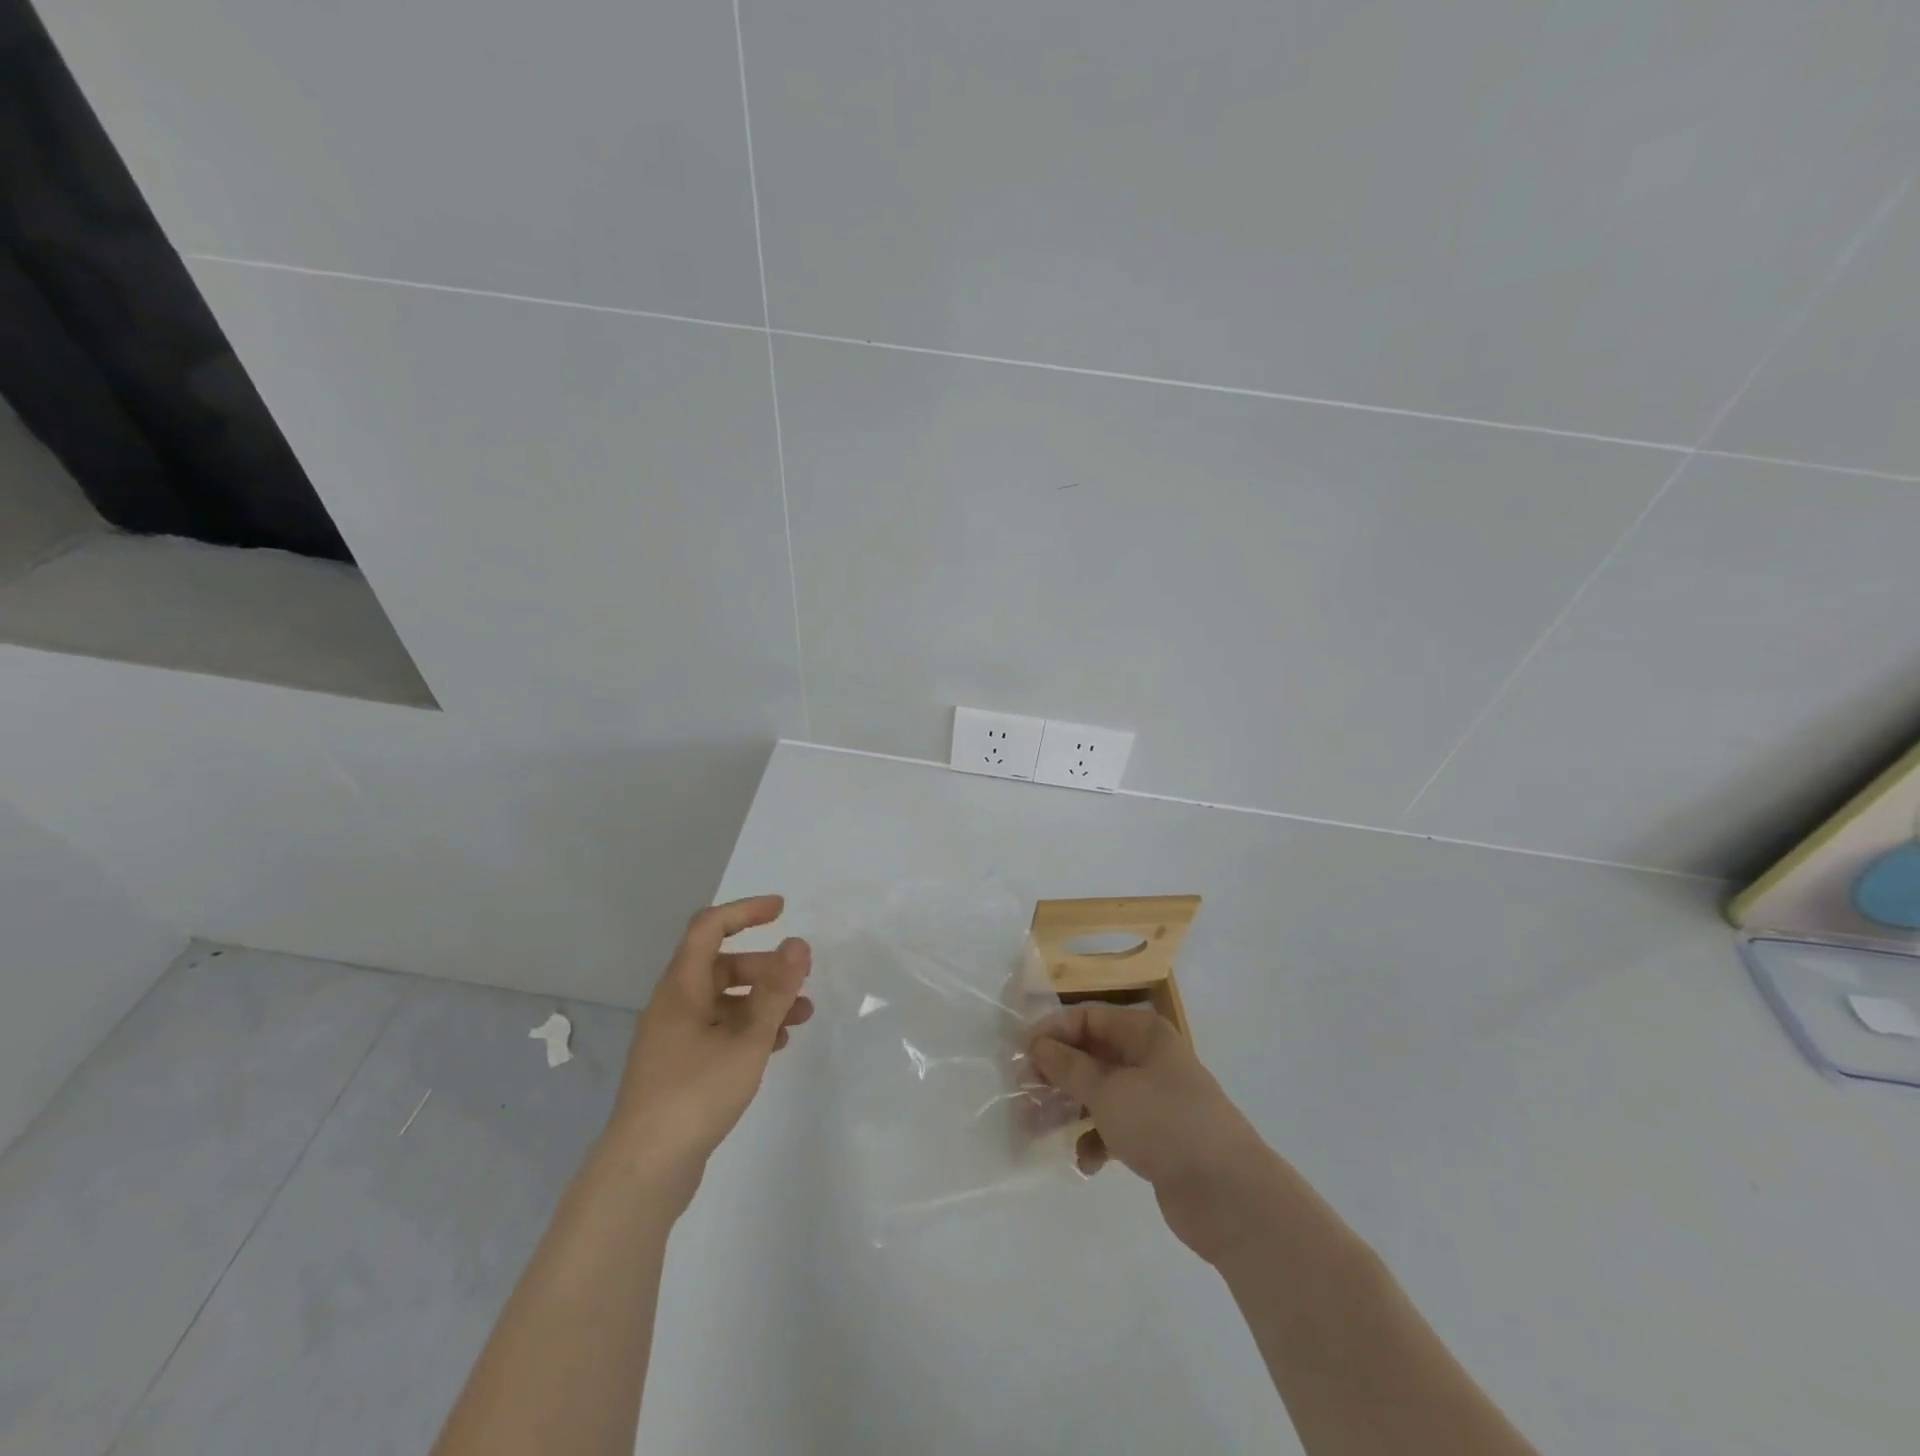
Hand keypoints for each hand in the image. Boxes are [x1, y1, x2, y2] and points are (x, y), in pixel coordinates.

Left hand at [603, 895, 813, 1210]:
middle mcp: (673, 1006)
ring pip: (722, 1001)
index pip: (709, 928)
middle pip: (720, 965)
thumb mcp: (747, 1039)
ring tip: (802, 1017)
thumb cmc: (695, 1093)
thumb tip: (798, 944)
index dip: (745, 911)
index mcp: (680, 988)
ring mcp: (673, 1039)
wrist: (644, 1171)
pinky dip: (748, 1028)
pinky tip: (775, 1045)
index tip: (782, 910)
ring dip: (761, 1000)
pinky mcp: (678, 1068)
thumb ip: (776, 991)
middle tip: (801, 978)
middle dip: (764, 966)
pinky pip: (718, 1030)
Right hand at [1029, 1003, 1274, 1261]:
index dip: (1053, 1033)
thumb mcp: (1108, 1091)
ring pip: (1099, 1093)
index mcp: (1143, 1033)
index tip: (1022, 1057)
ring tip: (1040, 1130)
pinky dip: (1097, 1140)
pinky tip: (1087, 1163)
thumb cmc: (1165, 1123)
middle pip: (1091, 1055)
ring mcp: (1154, 1098)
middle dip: (1057, 1075)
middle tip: (1024, 1095)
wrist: (1229, 1194)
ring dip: (1070, 1109)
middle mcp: (1148, 1058)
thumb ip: (1068, 1068)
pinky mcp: (1156, 1136)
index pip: (1087, 1018)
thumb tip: (1038, 1046)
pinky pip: (1115, 1127)